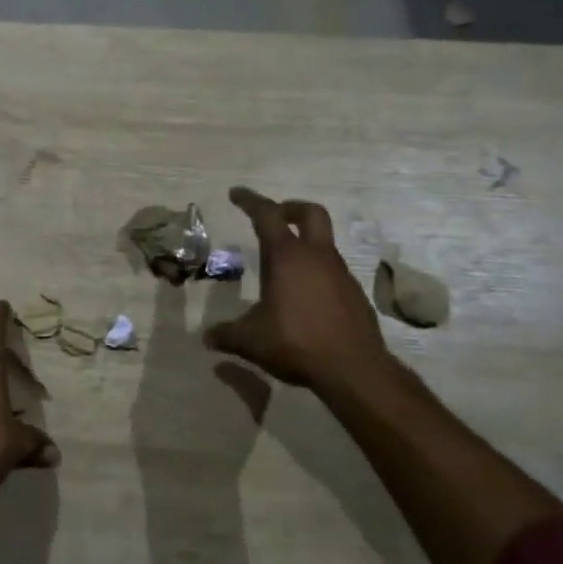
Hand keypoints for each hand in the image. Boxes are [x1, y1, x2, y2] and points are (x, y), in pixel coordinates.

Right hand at [204, 187, 395, 400]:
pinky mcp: (354, 294)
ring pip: (323, 243)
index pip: (267, 214)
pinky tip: (305, 297)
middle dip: (290, 208)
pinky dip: (317, 272)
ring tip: (283, 267)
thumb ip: (226, 334)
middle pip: (310, 213)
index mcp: (287, 257)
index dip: (250, 200)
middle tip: (274, 218)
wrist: (354, 369)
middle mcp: (316, 257)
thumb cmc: (296, 343)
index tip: (236, 193)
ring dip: (304, 243)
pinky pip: (333, 270)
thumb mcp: (250, 340)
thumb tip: (207, 338)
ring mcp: (340, 274)